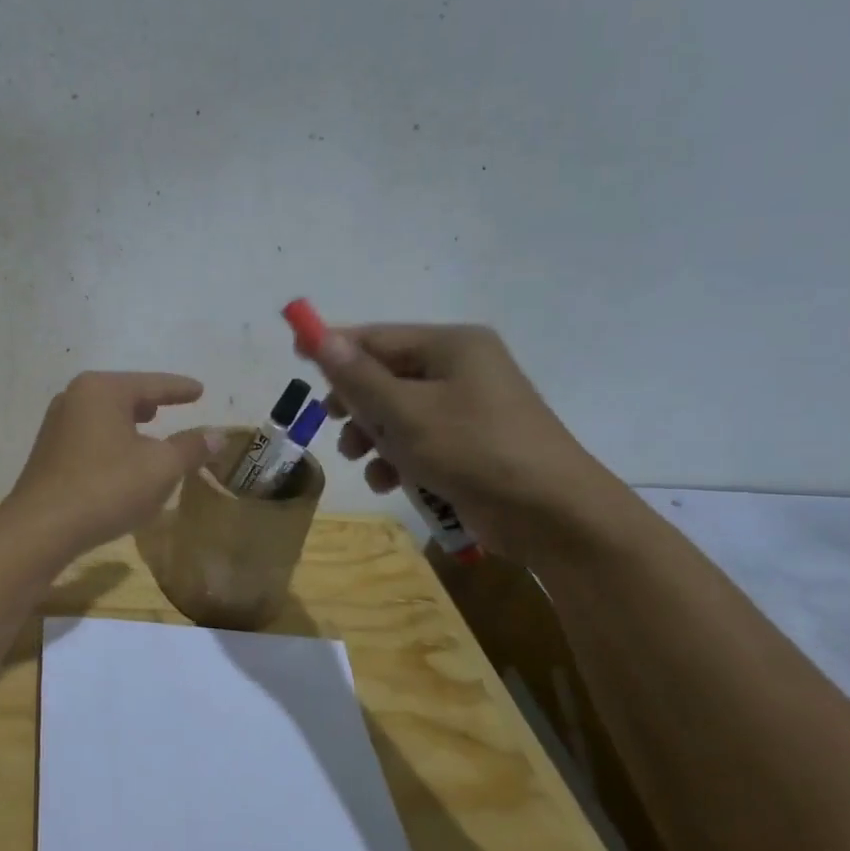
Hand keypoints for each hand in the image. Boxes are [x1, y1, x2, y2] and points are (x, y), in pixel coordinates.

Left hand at [2, 372, 220, 557]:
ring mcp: (56, 425)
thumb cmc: (106, 488)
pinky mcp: (48, 452)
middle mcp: (74, 398)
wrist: (41, 529)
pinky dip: (112, 440)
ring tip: (149, 428)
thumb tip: (217, 434)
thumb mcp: (160, 468)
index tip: (200, 390)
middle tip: (174, 405)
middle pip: (123, 394)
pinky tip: (121, 458)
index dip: (179, 389)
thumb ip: (190, 447)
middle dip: (150, 401)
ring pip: (105, 416)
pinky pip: (90, 436)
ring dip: (130, 423)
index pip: (152, 384)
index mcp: (102, 390)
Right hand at [304, 324, 628, 564]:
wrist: (553, 513)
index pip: (378, 337)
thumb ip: (359, 377)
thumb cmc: (474, 451)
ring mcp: (469, 407)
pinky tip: (389, 482)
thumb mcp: (405, 413)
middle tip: (334, 423)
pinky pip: (420, 439)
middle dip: (357, 404)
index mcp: (452, 346)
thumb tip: (321, 337)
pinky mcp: (471, 442)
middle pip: (386, 375)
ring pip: (398, 412)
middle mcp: (461, 367)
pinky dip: (399, 457)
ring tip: (361, 459)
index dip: (335, 347)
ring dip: (373, 436)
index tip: (296, 355)